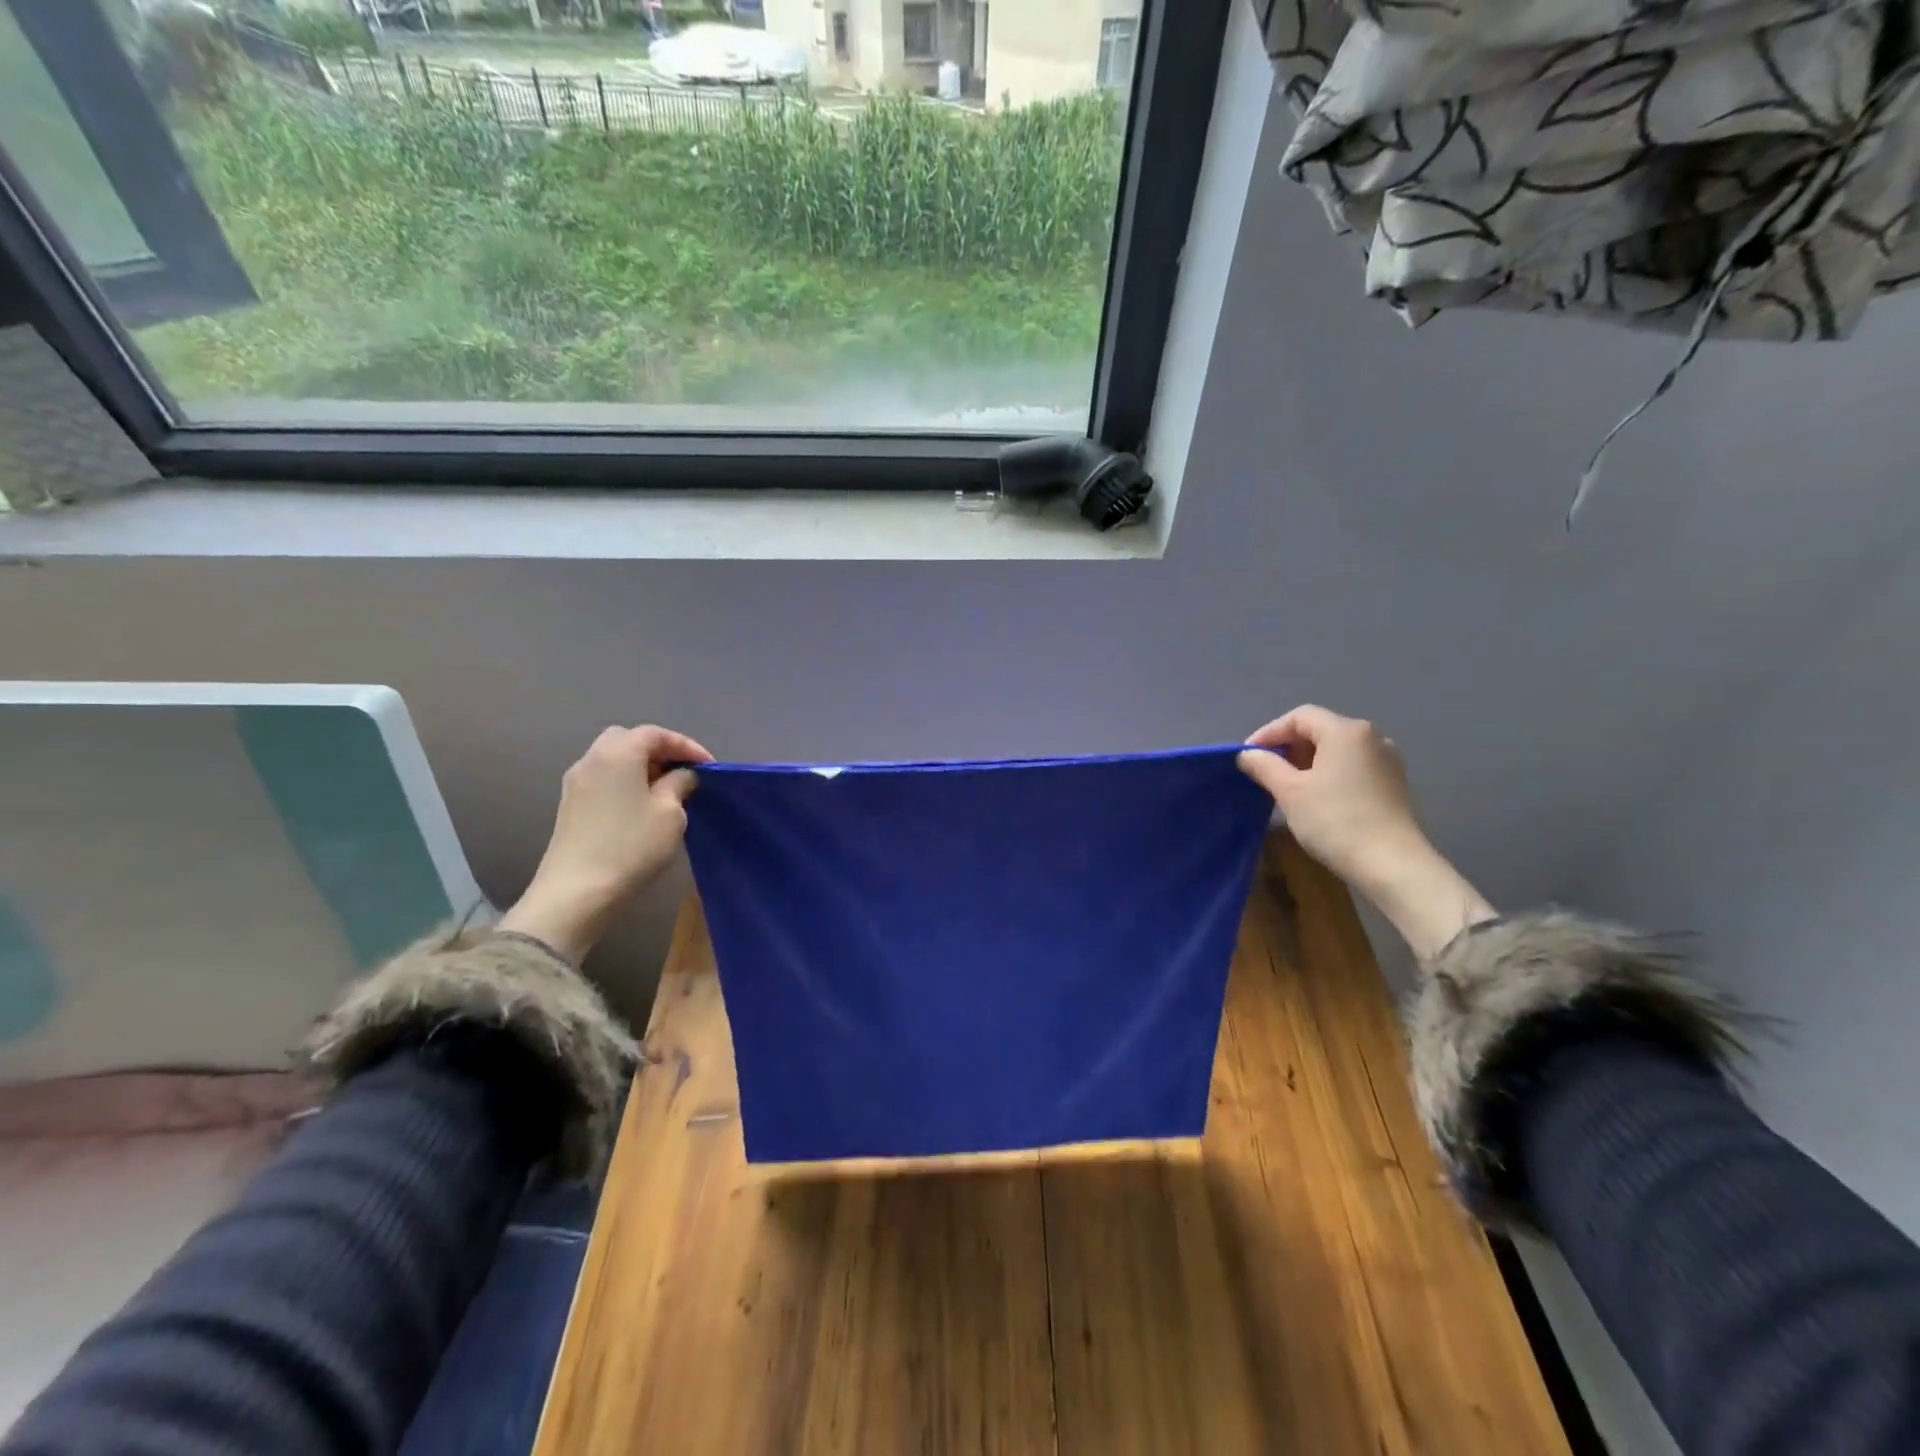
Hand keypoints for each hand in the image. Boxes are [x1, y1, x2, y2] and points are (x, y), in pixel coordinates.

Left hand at [500, 725, 713, 963]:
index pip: (656, 734)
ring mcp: (576, 783)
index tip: (709, 767)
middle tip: (682, 772)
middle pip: (628, 740)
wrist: (577, 892)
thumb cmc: (631, 846)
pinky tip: (641, 806)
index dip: (686, 746)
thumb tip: (681, 775)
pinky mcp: (569, 806)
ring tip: (665, 790)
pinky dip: (625, 782)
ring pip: (613, 760)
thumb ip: (679, 784)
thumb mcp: (670, 813)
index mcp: (618, 753)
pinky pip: (603, 780)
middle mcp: (592, 760)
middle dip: (658, 751)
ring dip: (640, 768)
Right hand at [1238, 706, 1492, 961]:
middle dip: (1288, 746)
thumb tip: (1247, 754)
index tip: (1248, 756)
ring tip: (1286, 785)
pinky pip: (1353, 766)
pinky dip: (1329, 772)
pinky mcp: (1393, 783)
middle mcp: (1371, 737)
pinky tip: (1316, 796)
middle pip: (1320, 729)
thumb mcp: (1289, 792)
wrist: (1391, 865)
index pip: (1299, 717)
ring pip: (1337, 749)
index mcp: (1345, 731)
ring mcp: (1387, 760)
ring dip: (1308, 760)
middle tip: (1264, 771)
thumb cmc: (1334, 821)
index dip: (1269, 732)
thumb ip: (1265, 766)